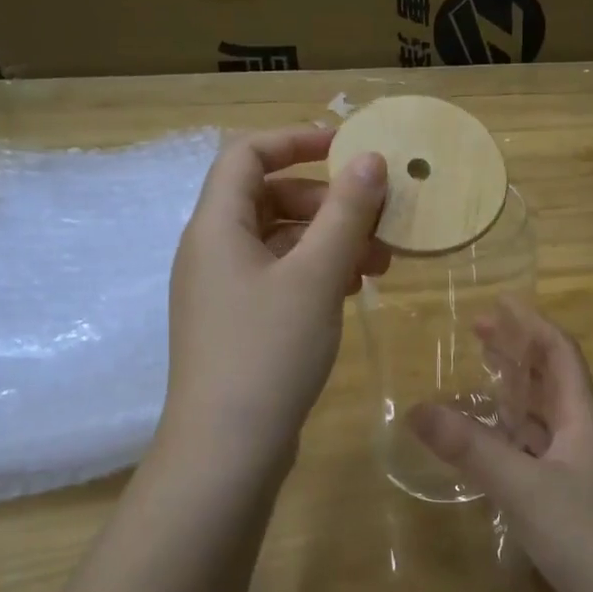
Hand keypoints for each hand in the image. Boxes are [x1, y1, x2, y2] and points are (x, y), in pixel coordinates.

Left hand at [160, 126, 389, 474]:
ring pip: (281, 241)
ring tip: (379, 264)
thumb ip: (345, 212)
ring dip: (330, 241)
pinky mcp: (239, 323)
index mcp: (216, 226)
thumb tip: (369, 160)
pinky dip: (317, 273)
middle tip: (379, 221)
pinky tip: (353, 290)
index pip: (247, 154)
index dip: (296, 140)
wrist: (227, 451)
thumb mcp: (315, 275)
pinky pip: (280, 277)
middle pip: (270, 197)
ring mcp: (224, 290)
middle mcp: (213, 250)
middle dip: (329, 202)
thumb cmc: (268, 352)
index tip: (349, 148)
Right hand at [406, 299, 592, 591]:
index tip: (499, 303)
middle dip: (517, 351)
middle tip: (478, 332)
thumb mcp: (522, 487)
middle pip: (550, 378)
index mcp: (581, 418)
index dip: (532, 325)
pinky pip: (534, 450)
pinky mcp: (567, 499)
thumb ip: (471, 448)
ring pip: (542, 416)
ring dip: (514, 390)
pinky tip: (487, 441)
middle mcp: (581, 435)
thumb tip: (416, 409)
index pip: (560, 353)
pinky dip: (510, 434)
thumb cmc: (585, 535)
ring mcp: (576, 469)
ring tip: (479, 374)